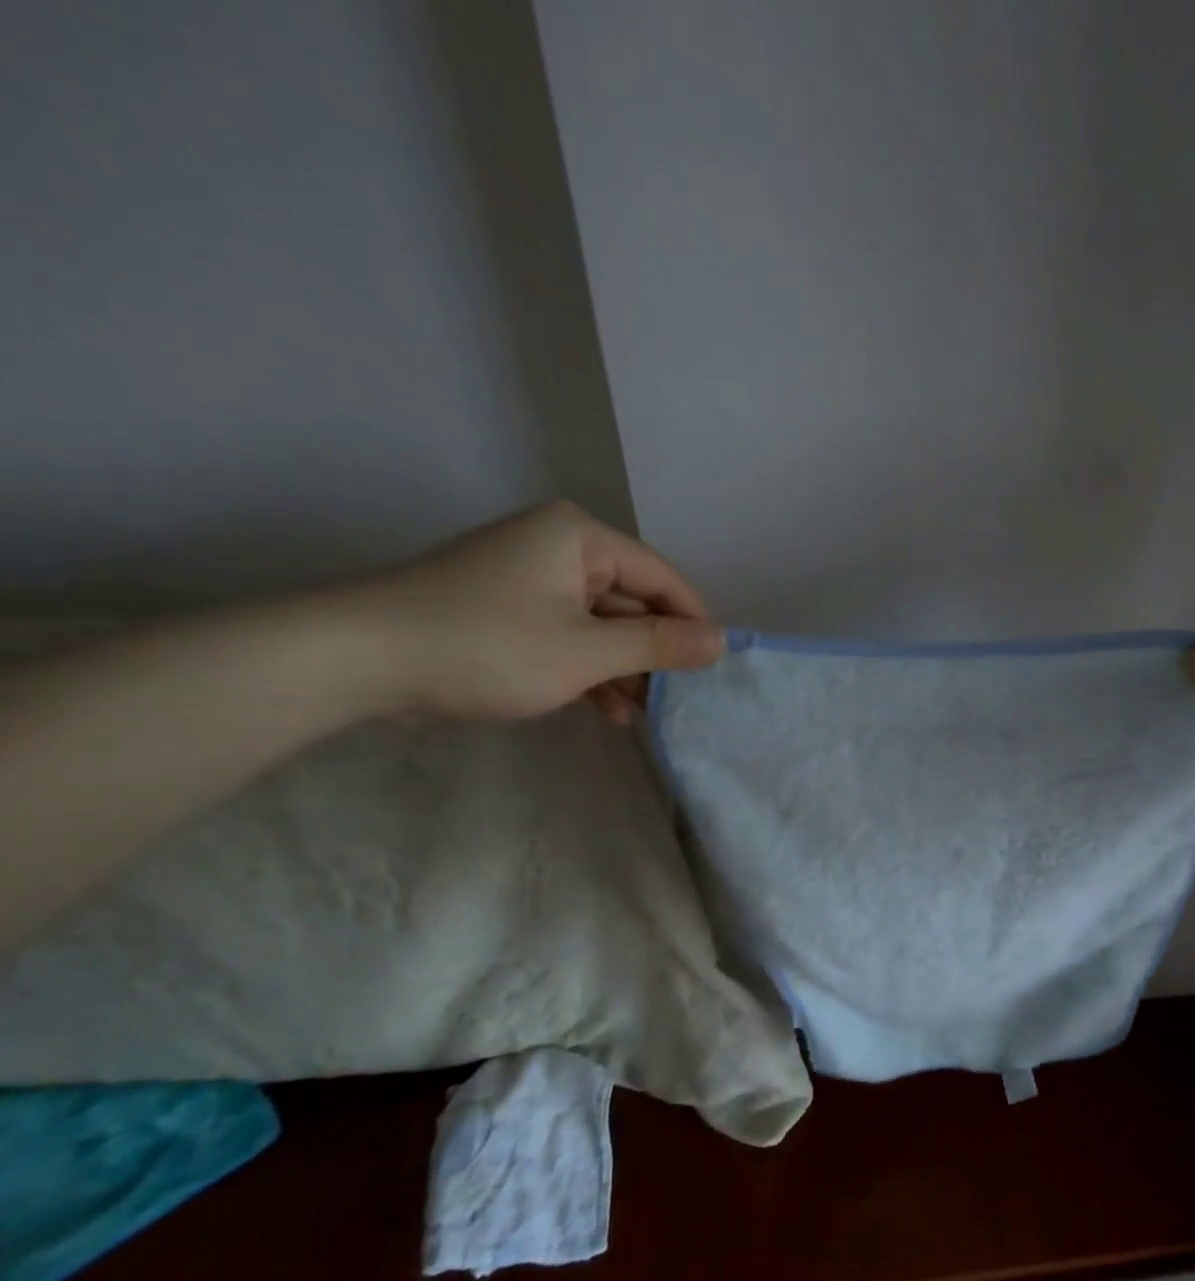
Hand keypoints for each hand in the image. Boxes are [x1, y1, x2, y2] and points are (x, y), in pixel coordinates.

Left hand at [353, 500, 724, 721]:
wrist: (357, 661)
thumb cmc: (486, 646)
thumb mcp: (586, 651)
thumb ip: (659, 645)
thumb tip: (722, 641)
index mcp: (580, 537)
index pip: (661, 577)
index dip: (693, 622)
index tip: (714, 668)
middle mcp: (559, 547)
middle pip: (631, 601)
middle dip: (654, 653)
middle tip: (678, 700)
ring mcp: (529, 579)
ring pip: (601, 624)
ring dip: (624, 669)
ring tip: (645, 714)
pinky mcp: (507, 610)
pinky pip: (568, 635)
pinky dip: (589, 670)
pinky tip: (608, 711)